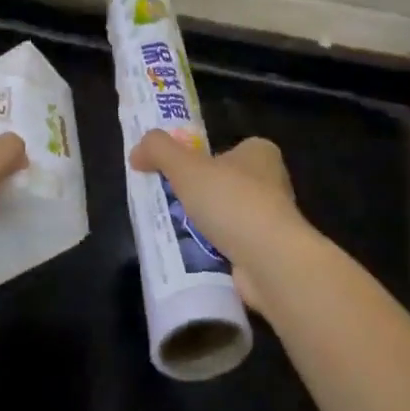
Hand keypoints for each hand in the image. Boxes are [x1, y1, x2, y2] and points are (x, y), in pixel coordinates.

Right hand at [129, 131, 312, 313]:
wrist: (269, 260)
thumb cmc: (231, 201)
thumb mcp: (186, 167)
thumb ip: (159, 150)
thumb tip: (137, 152)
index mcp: (260, 152)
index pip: (226, 150)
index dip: (201, 160)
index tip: (176, 175)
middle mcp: (272, 182)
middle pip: (225, 184)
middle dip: (200, 196)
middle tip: (170, 205)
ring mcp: (272, 219)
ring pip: (228, 217)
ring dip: (206, 226)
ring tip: (177, 232)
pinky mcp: (268, 252)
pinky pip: (232, 246)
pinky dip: (214, 251)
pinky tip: (194, 257)